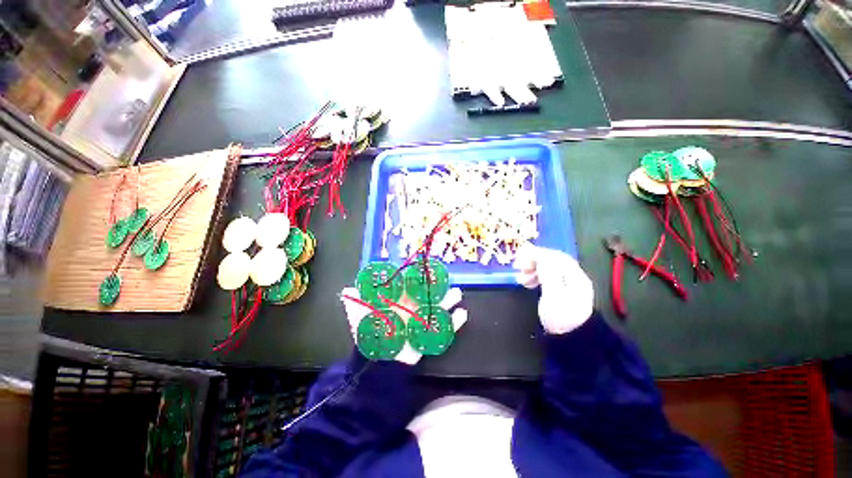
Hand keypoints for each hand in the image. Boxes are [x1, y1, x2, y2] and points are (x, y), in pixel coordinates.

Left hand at [340, 287, 467, 364]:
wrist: (376, 362)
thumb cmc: (370, 334)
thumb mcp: (360, 317)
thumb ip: (355, 303)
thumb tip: (346, 289)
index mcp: (399, 300)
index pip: (411, 285)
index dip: (419, 277)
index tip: (427, 268)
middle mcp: (413, 308)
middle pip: (428, 294)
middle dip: (438, 286)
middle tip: (446, 278)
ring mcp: (422, 321)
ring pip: (438, 308)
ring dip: (448, 301)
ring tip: (457, 293)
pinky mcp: (428, 336)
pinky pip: (444, 329)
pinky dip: (454, 322)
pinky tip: (463, 313)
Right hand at [514, 243, 593, 334]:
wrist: (570, 345)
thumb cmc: (560, 320)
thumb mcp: (553, 296)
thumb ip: (548, 274)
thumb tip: (541, 256)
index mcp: (575, 278)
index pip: (556, 257)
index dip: (538, 253)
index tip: (520, 255)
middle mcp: (573, 279)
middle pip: (553, 262)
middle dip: (534, 261)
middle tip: (518, 266)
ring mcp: (568, 287)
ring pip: (549, 270)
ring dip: (533, 270)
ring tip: (520, 279)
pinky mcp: (561, 295)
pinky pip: (547, 279)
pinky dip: (535, 278)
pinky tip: (527, 284)